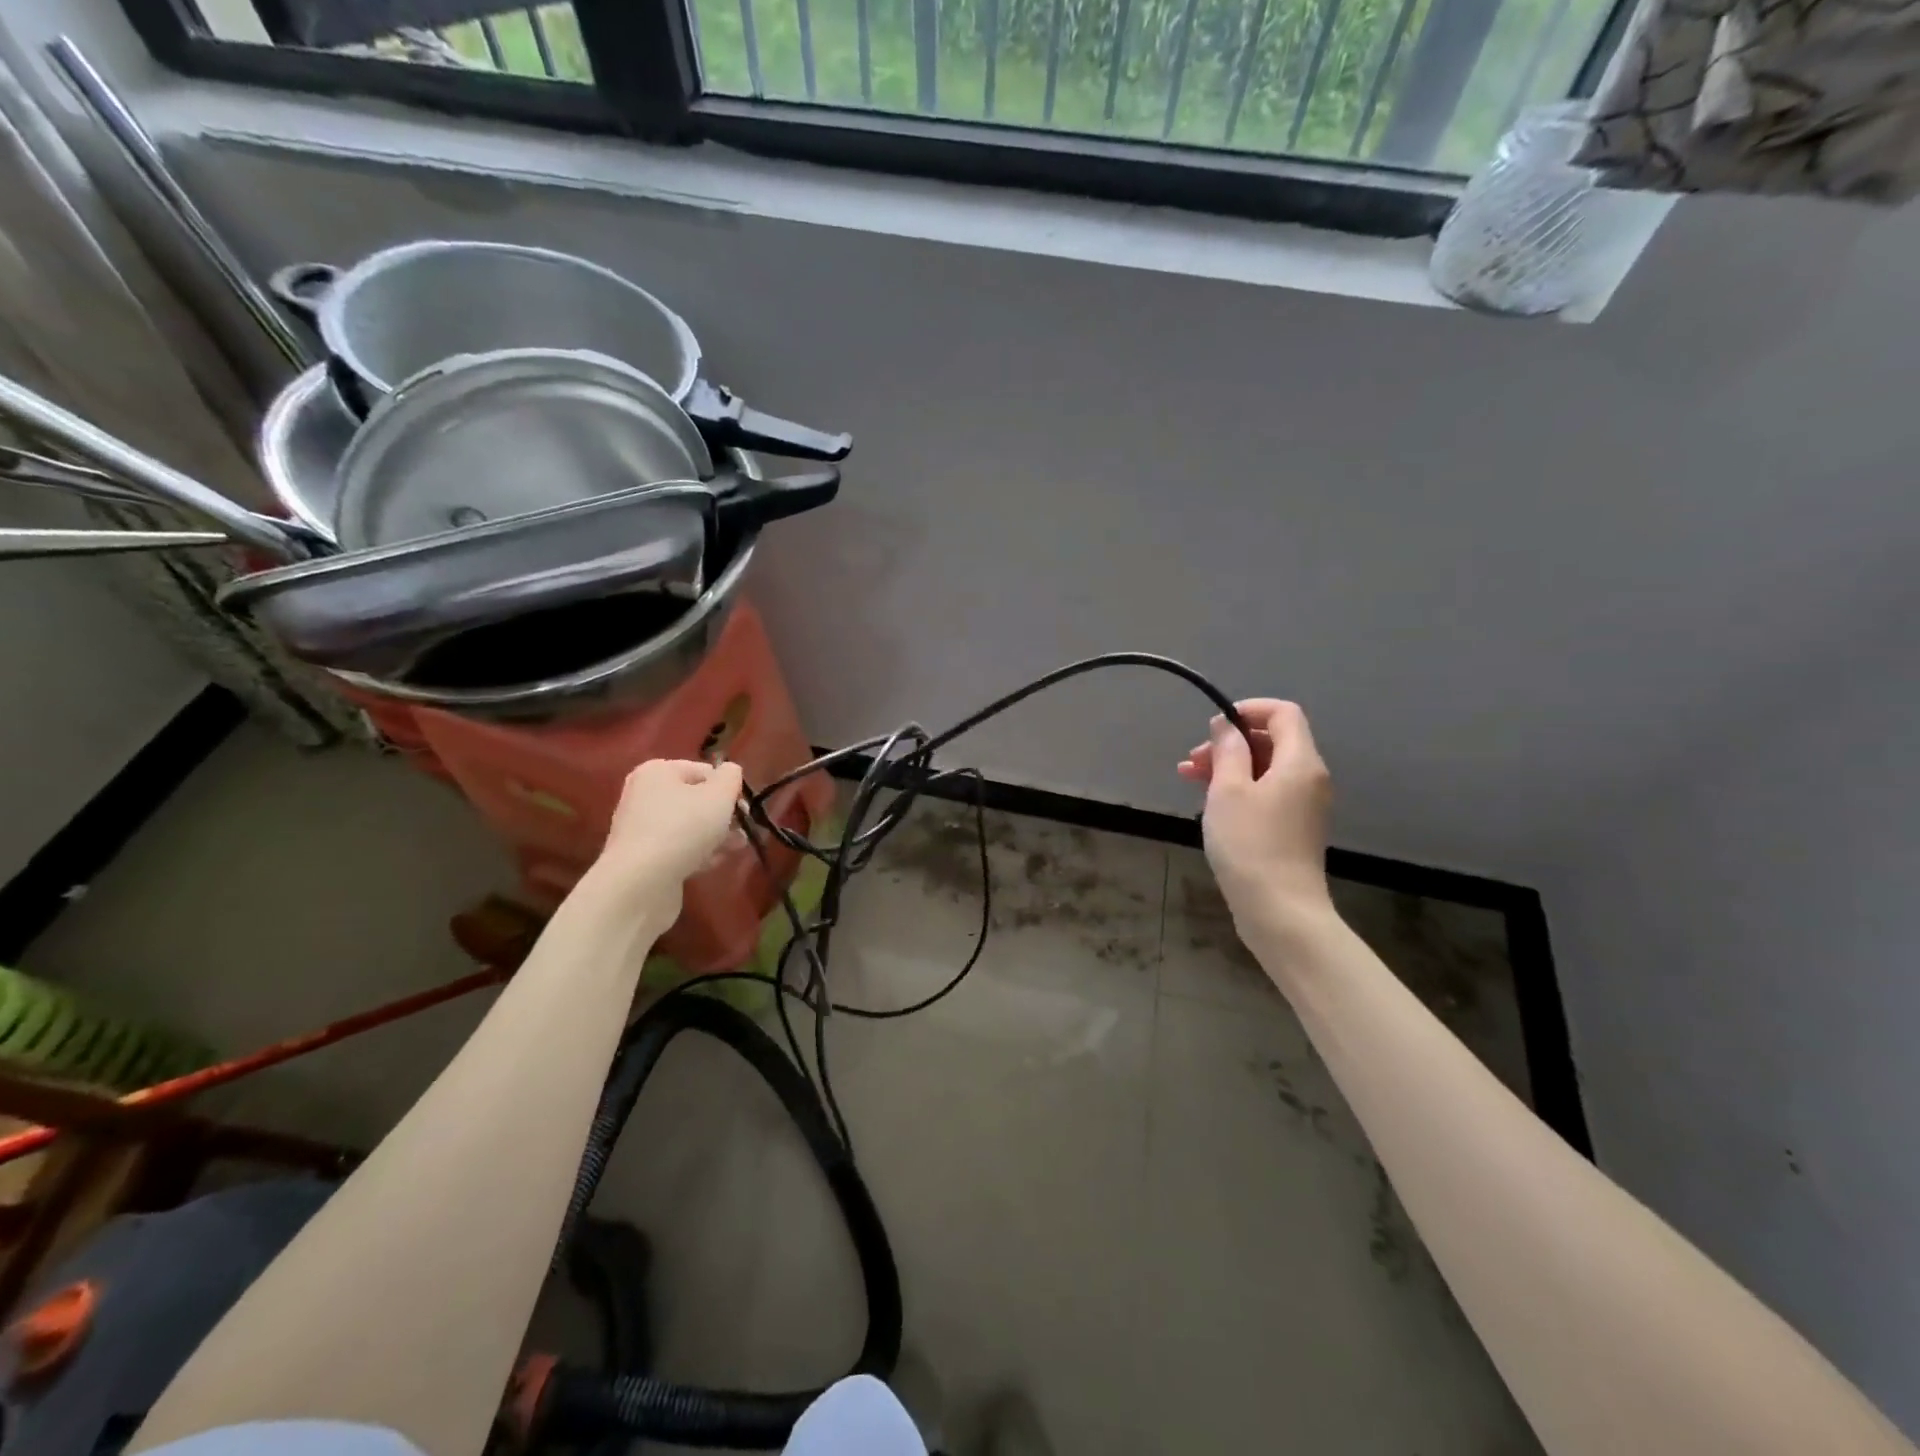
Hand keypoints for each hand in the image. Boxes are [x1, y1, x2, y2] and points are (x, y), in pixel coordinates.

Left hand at [590, 758, 744, 920]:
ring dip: (714, 835)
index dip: (727, 788)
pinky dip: (697, 853)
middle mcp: (643, 795)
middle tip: (742, 830)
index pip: (703, 771)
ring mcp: (640, 828)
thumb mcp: (719, 795)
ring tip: (736, 848)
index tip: (742, 808)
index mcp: (657, 772)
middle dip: (722, 814)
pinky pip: (677, 848)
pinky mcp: (642, 858)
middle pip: (695, 799)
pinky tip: (714, 863)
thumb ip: (730, 777)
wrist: (640, 883)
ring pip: (688, 826)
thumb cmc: (683, 828)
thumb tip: (730, 771)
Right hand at [1177, 700, 1333, 929]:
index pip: (1283, 713)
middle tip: (1192, 760)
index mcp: (1300, 763)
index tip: (1214, 726)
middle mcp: (1310, 779)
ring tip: (1189, 779)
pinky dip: (1239, 789)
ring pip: (1266, 769)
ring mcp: (1304, 806)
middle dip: (1230, 743)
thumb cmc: (1250, 844)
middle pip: (1273, 741)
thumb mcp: (1228, 791)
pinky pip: (1267, 793)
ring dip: (1229, 767)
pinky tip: (1210, 803)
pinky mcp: (1293, 829)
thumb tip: (1226, 725)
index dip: (1248, 710)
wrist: (1279, 911)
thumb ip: (1228, 751)